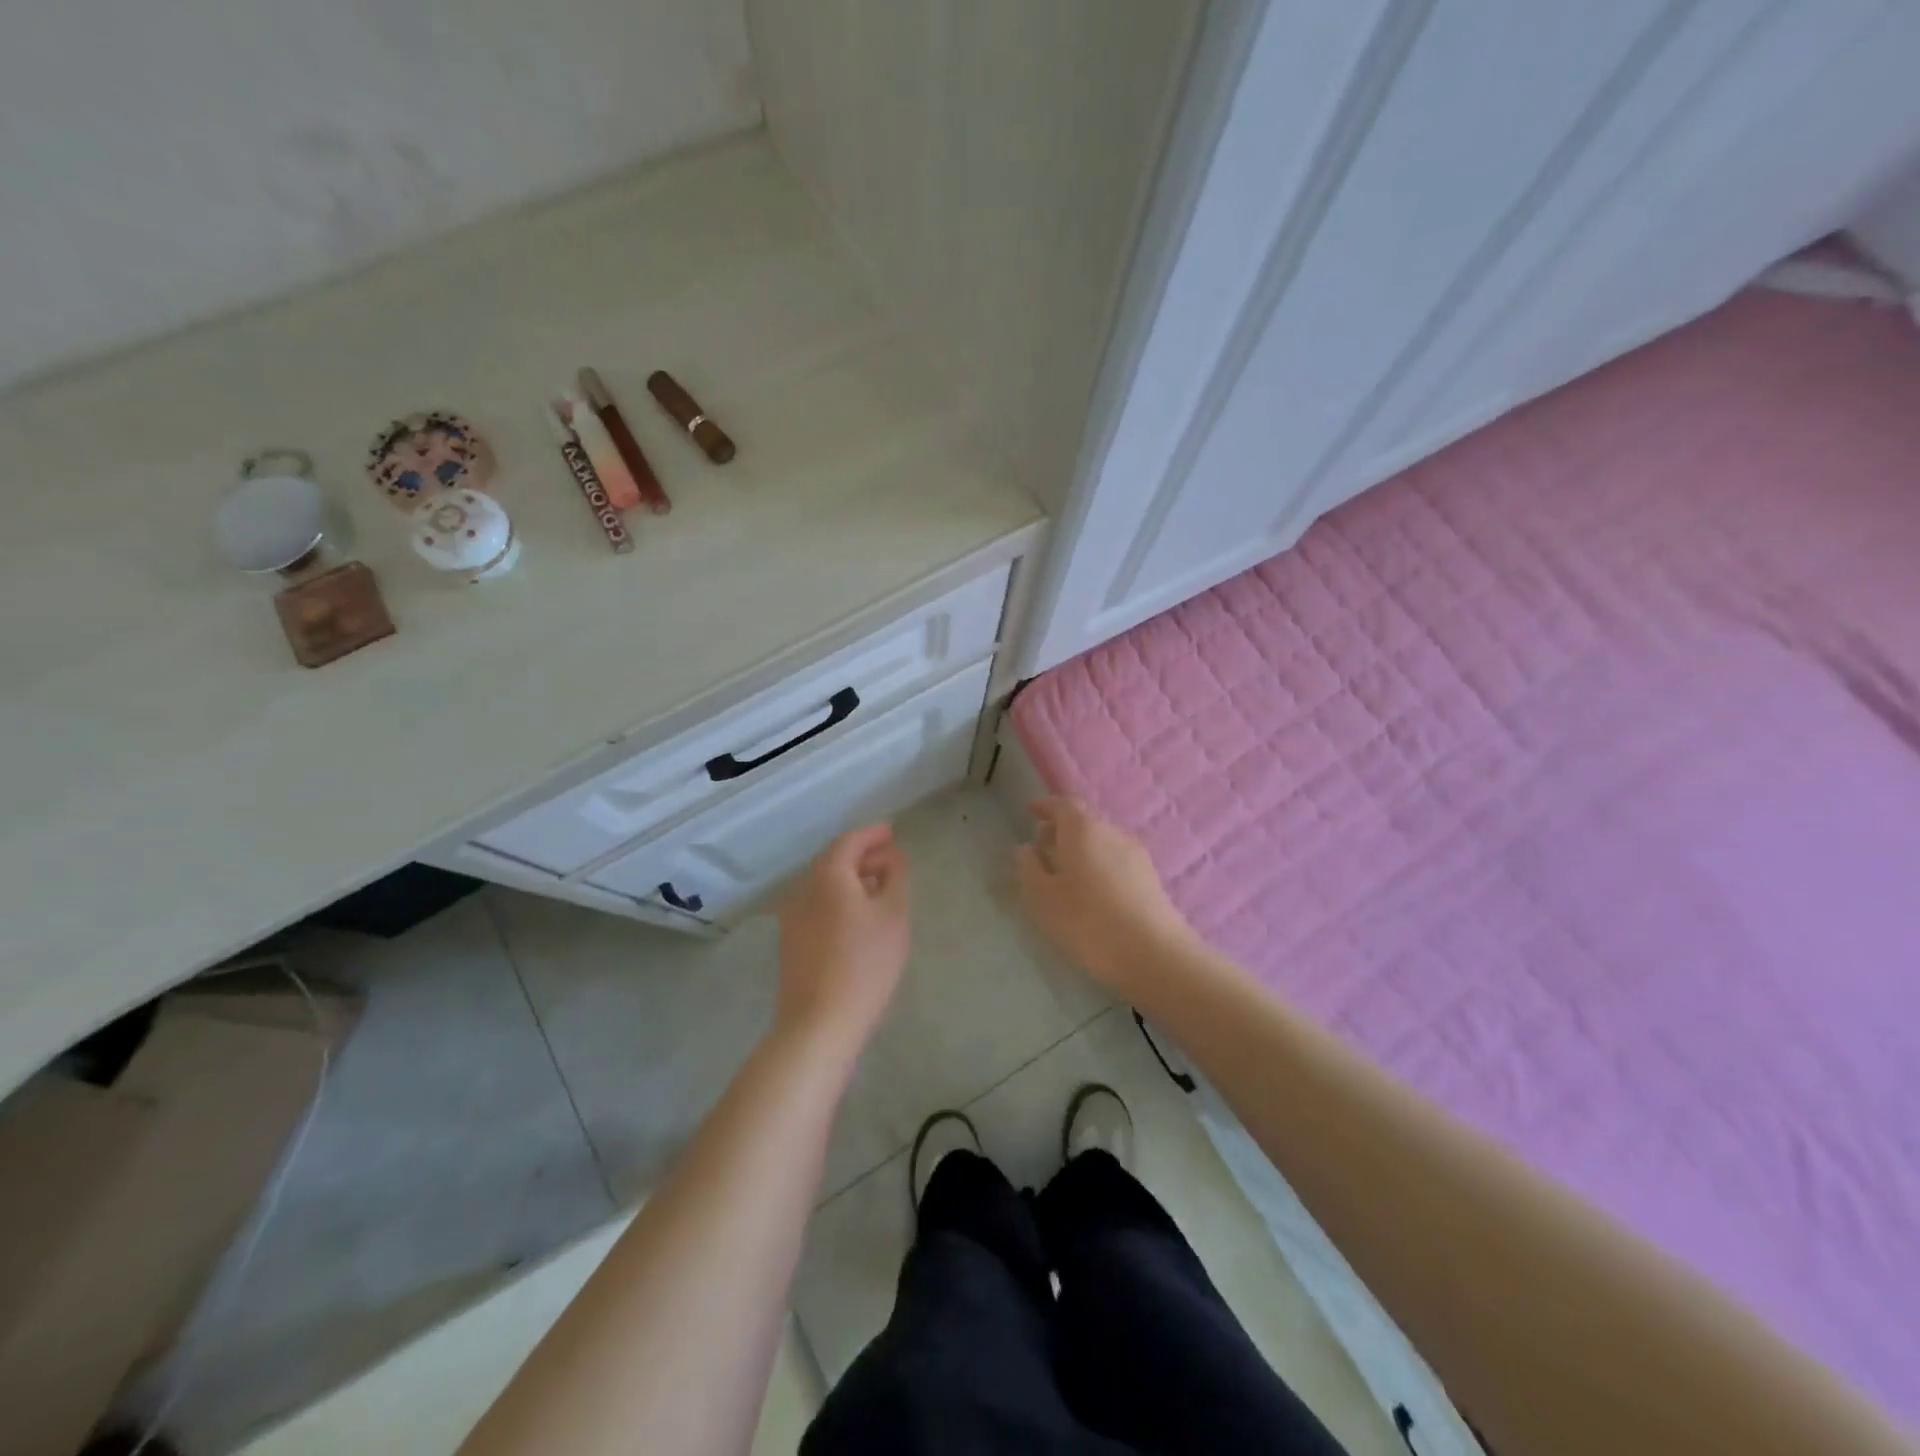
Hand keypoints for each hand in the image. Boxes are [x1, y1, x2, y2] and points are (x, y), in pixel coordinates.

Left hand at [776, 825, 909, 1056]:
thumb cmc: (864, 964)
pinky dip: (839, 902)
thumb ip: (895, 877)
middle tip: (891, 862)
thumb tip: (892, 857)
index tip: (892, 832)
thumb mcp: (893, 915)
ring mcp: (792, 918)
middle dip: (863, 857)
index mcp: (828, 876)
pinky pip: (818, 908)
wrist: (818, 1024)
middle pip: (834, 861)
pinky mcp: (791, 944)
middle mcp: (803, 890)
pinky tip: (858, 920)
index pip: (849, 841)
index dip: (872, 834)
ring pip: (825, 887)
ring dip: (852, 881)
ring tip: (879, 891)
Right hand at [1014, 797, 1195, 992]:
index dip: (1045, 806)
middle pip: (1084, 821)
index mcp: (1083, 829)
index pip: (1063, 804)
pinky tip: (1093, 893)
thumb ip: (1029, 868)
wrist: (1154, 955)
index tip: (1031, 811)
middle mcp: (1113, 832)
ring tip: (1066, 874)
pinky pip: (1117, 862)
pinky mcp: (1151, 879)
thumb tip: (1026, 848)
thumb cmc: (1088, 921)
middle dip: (1062, 830)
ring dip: (1082, 850)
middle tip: (1043, 847)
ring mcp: (1137, 855)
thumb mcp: (1043, 898)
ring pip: (1102, 842)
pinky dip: (1100, 866)